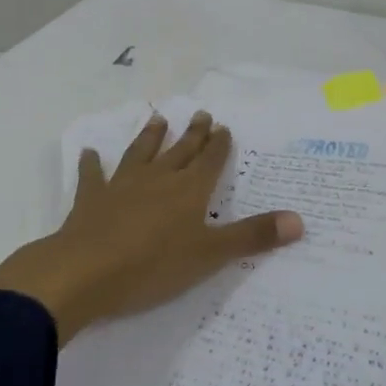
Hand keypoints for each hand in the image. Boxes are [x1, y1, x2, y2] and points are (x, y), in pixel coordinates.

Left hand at [0, 111, 302, 343]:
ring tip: (157, 119)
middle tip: (200, 114)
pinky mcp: (91, 200)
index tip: (223, 127)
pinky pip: (93, 176)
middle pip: (179, 151)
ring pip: (140, 154)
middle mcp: (158, 180)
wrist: (85, 272)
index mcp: (189, 191)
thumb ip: (253, 237)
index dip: (219, 145)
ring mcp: (121, 186)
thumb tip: (300, 221)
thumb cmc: (153, 265)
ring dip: (150, 137)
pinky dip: (92, 164)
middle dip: (192, 135)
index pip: (210, 161)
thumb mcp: (210, 255)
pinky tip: (89, 153)